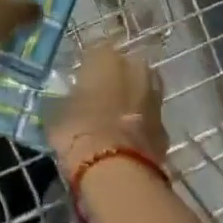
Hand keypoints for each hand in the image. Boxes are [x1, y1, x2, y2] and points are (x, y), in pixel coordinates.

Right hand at [49, 40, 167, 181]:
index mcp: (106, 57)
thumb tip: (68, 101)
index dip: (86, 69)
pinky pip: (147, 117)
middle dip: (114, 81)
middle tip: (97, 100)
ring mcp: (155, 95)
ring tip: (111, 120)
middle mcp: (135, 68)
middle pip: (124, 68)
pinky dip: (138, 124)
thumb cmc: (79, 131)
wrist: (118, 169)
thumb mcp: (57, 112)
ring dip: (129, 101)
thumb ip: (66, 100)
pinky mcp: (165, 124)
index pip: (94, 52)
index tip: (78, 84)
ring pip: (139, 91)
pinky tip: (125, 139)